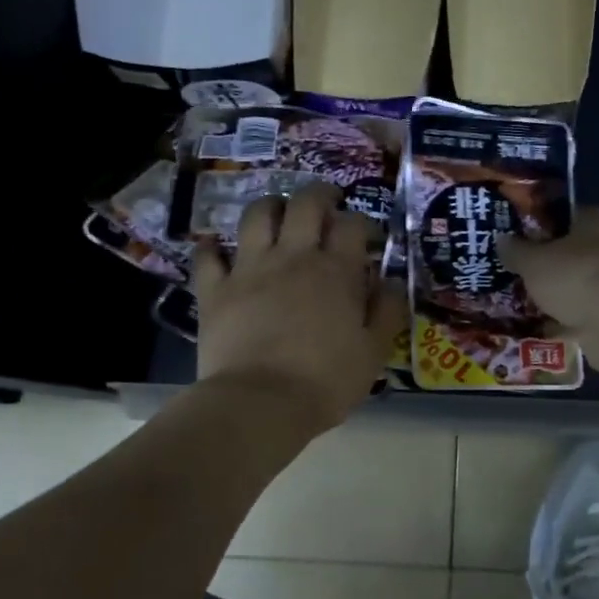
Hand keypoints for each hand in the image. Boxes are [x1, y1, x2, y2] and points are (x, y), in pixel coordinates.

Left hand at [194, 184, 406, 431]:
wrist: (261, 403)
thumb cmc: (327, 381)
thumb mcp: (374, 351)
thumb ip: (387, 311)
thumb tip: (390, 281)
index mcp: (336, 271)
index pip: (352, 225)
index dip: (362, 223)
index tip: (368, 238)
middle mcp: (293, 257)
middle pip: (305, 204)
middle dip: (319, 195)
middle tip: (327, 203)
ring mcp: (249, 268)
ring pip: (257, 216)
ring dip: (270, 207)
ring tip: (278, 214)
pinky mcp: (215, 289)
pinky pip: (208, 256)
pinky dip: (212, 248)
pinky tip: (216, 248)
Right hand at [499, 207, 598, 366]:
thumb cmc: (575, 277)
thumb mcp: (533, 261)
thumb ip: (516, 250)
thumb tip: (502, 240)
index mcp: (593, 221)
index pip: (562, 216)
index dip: (537, 226)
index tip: (514, 240)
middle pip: (569, 252)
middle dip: (545, 265)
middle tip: (514, 274)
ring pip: (576, 285)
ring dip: (556, 294)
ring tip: (523, 304)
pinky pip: (582, 313)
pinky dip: (565, 320)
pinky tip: (542, 328)